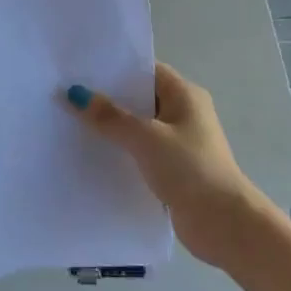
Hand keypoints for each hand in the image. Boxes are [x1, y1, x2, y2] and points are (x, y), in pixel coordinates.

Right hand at [65, 63, 266, 263]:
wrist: (223, 222)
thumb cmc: (189, 168)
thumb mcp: (145, 137)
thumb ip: (109, 116)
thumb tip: (73, 93)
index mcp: (185, 95)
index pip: (146, 70)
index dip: (115, 68)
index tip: (80, 70)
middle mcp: (184, 113)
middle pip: (140, 98)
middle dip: (107, 98)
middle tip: (67, 96)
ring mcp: (179, 142)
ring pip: (138, 127)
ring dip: (112, 127)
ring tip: (71, 123)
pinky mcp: (173, 168)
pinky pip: (141, 151)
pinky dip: (121, 151)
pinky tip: (93, 155)